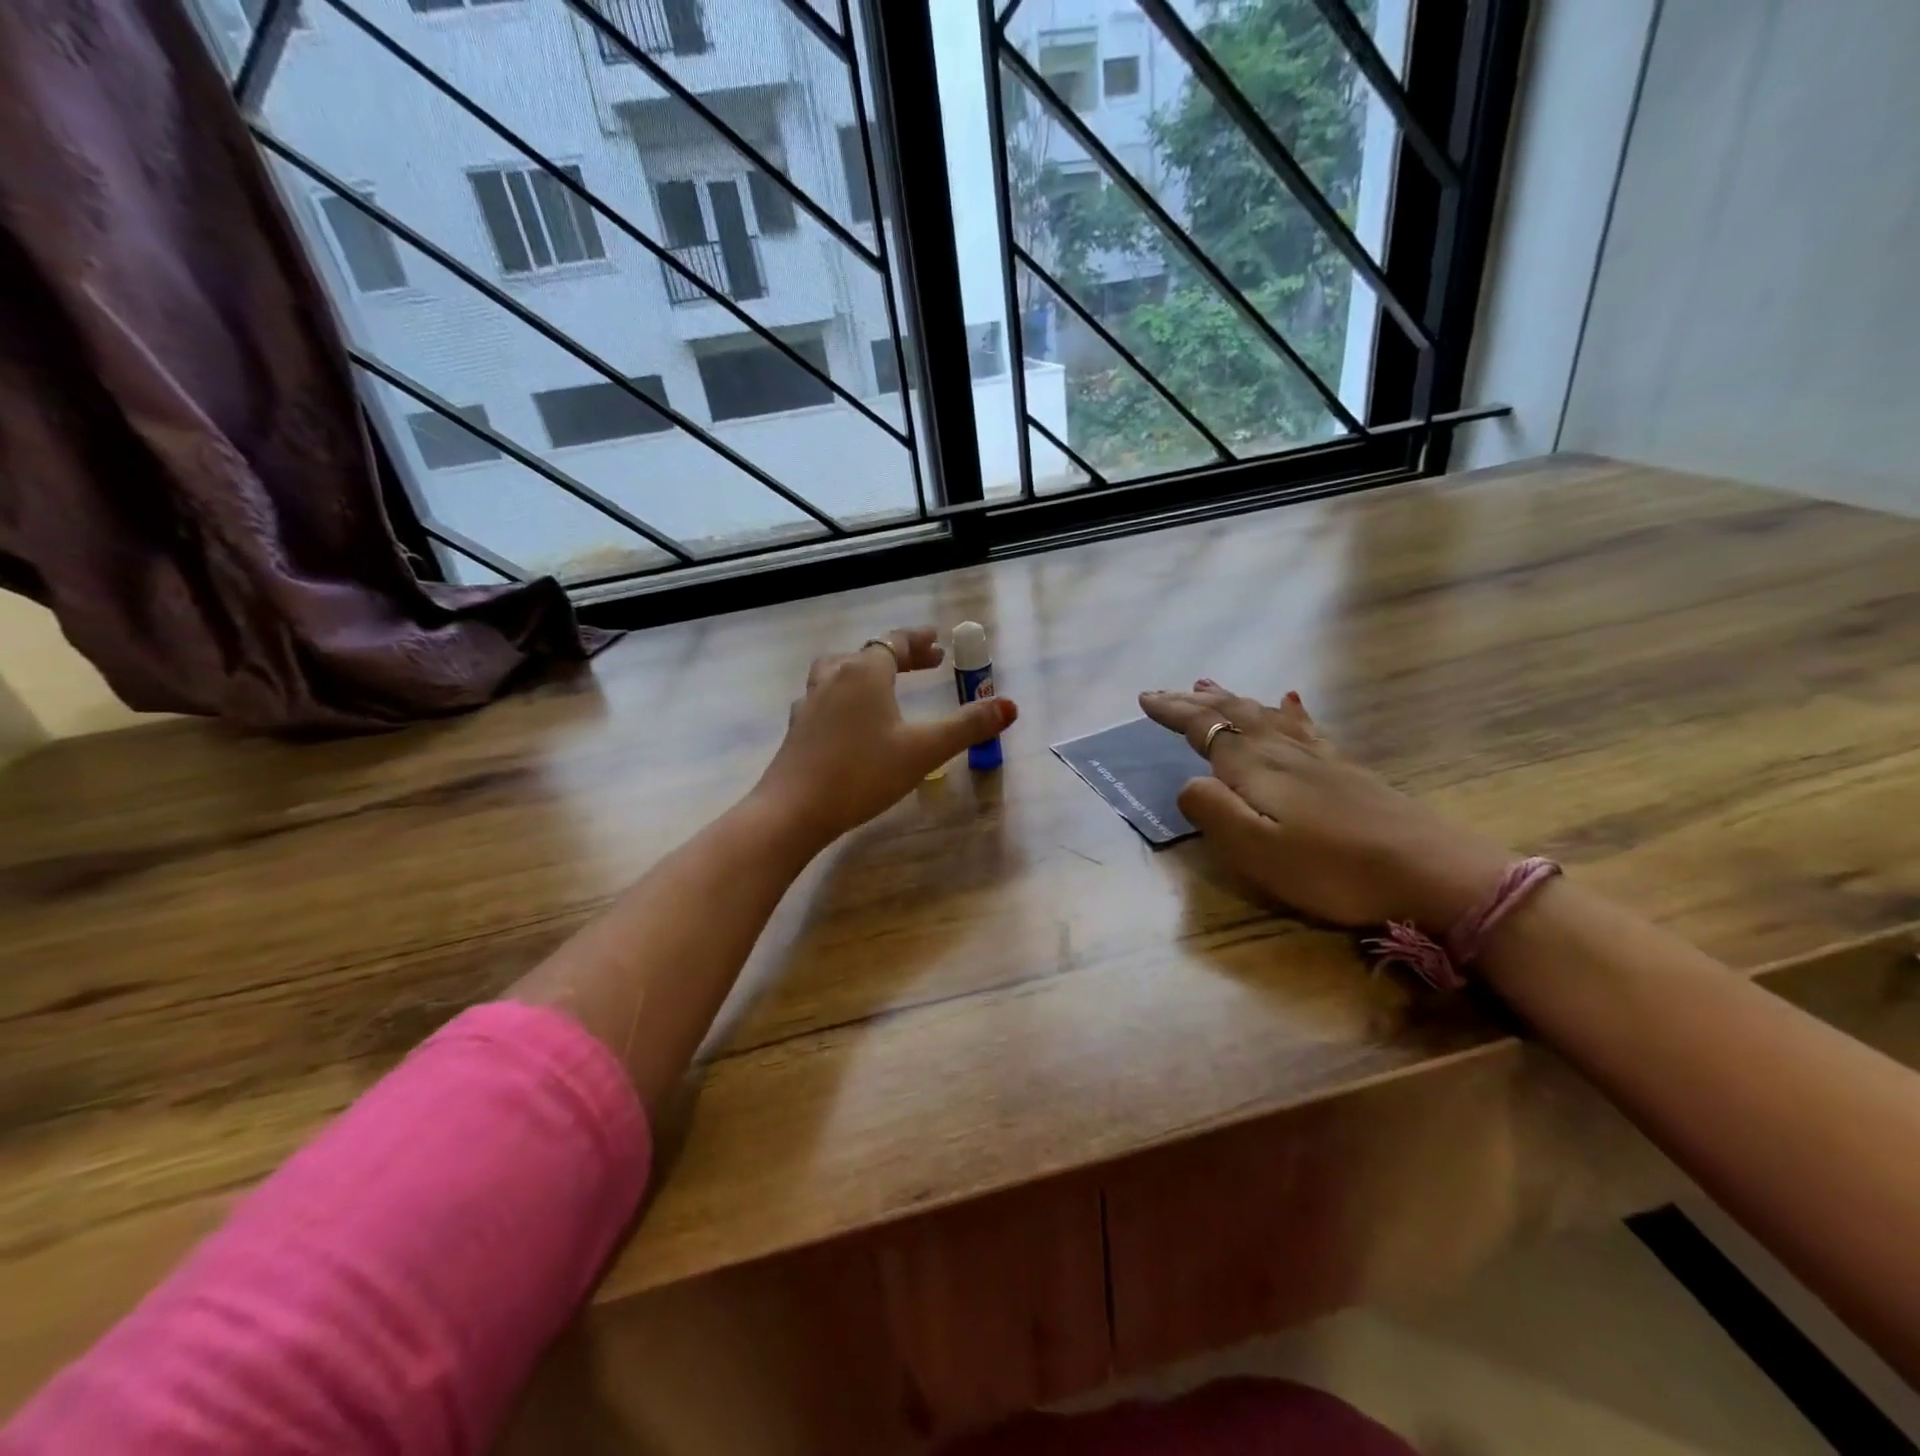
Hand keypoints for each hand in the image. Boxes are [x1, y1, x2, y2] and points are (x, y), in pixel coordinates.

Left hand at [756, 627, 1017, 845]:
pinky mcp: (798, 727)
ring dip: (864, 669)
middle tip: (926, 662)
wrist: (794, 809)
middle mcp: (835, 677)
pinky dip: (844, 694)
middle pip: (868, 653)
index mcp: (865, 672)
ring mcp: (810, 701)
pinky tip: (849, 718)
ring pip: (839, 669)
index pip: (895, 643)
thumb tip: (1009, 706)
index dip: (919, 641)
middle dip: (899, 655)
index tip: (939, 642)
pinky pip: (824, 695)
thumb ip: (967, 726)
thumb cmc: (863, 773)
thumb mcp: (924, 751)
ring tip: (882, 682)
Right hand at [1140, 681, 1510, 934]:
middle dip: (1195, 702)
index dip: (1173, 712)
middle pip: (1232, 714)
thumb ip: (1213, 812)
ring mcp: (1318, 758)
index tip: (1145, 698)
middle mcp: (1282, 752)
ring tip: (1209, 684)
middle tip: (1165, 690)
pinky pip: (1305, 728)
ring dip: (1232, 699)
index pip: (1205, 728)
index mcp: (1255, 768)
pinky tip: (1290, 700)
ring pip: (1264, 716)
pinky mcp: (1344, 770)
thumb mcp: (1257, 851)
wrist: (1430, 872)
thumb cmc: (1333, 870)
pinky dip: (1288, 711)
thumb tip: (1186, 783)